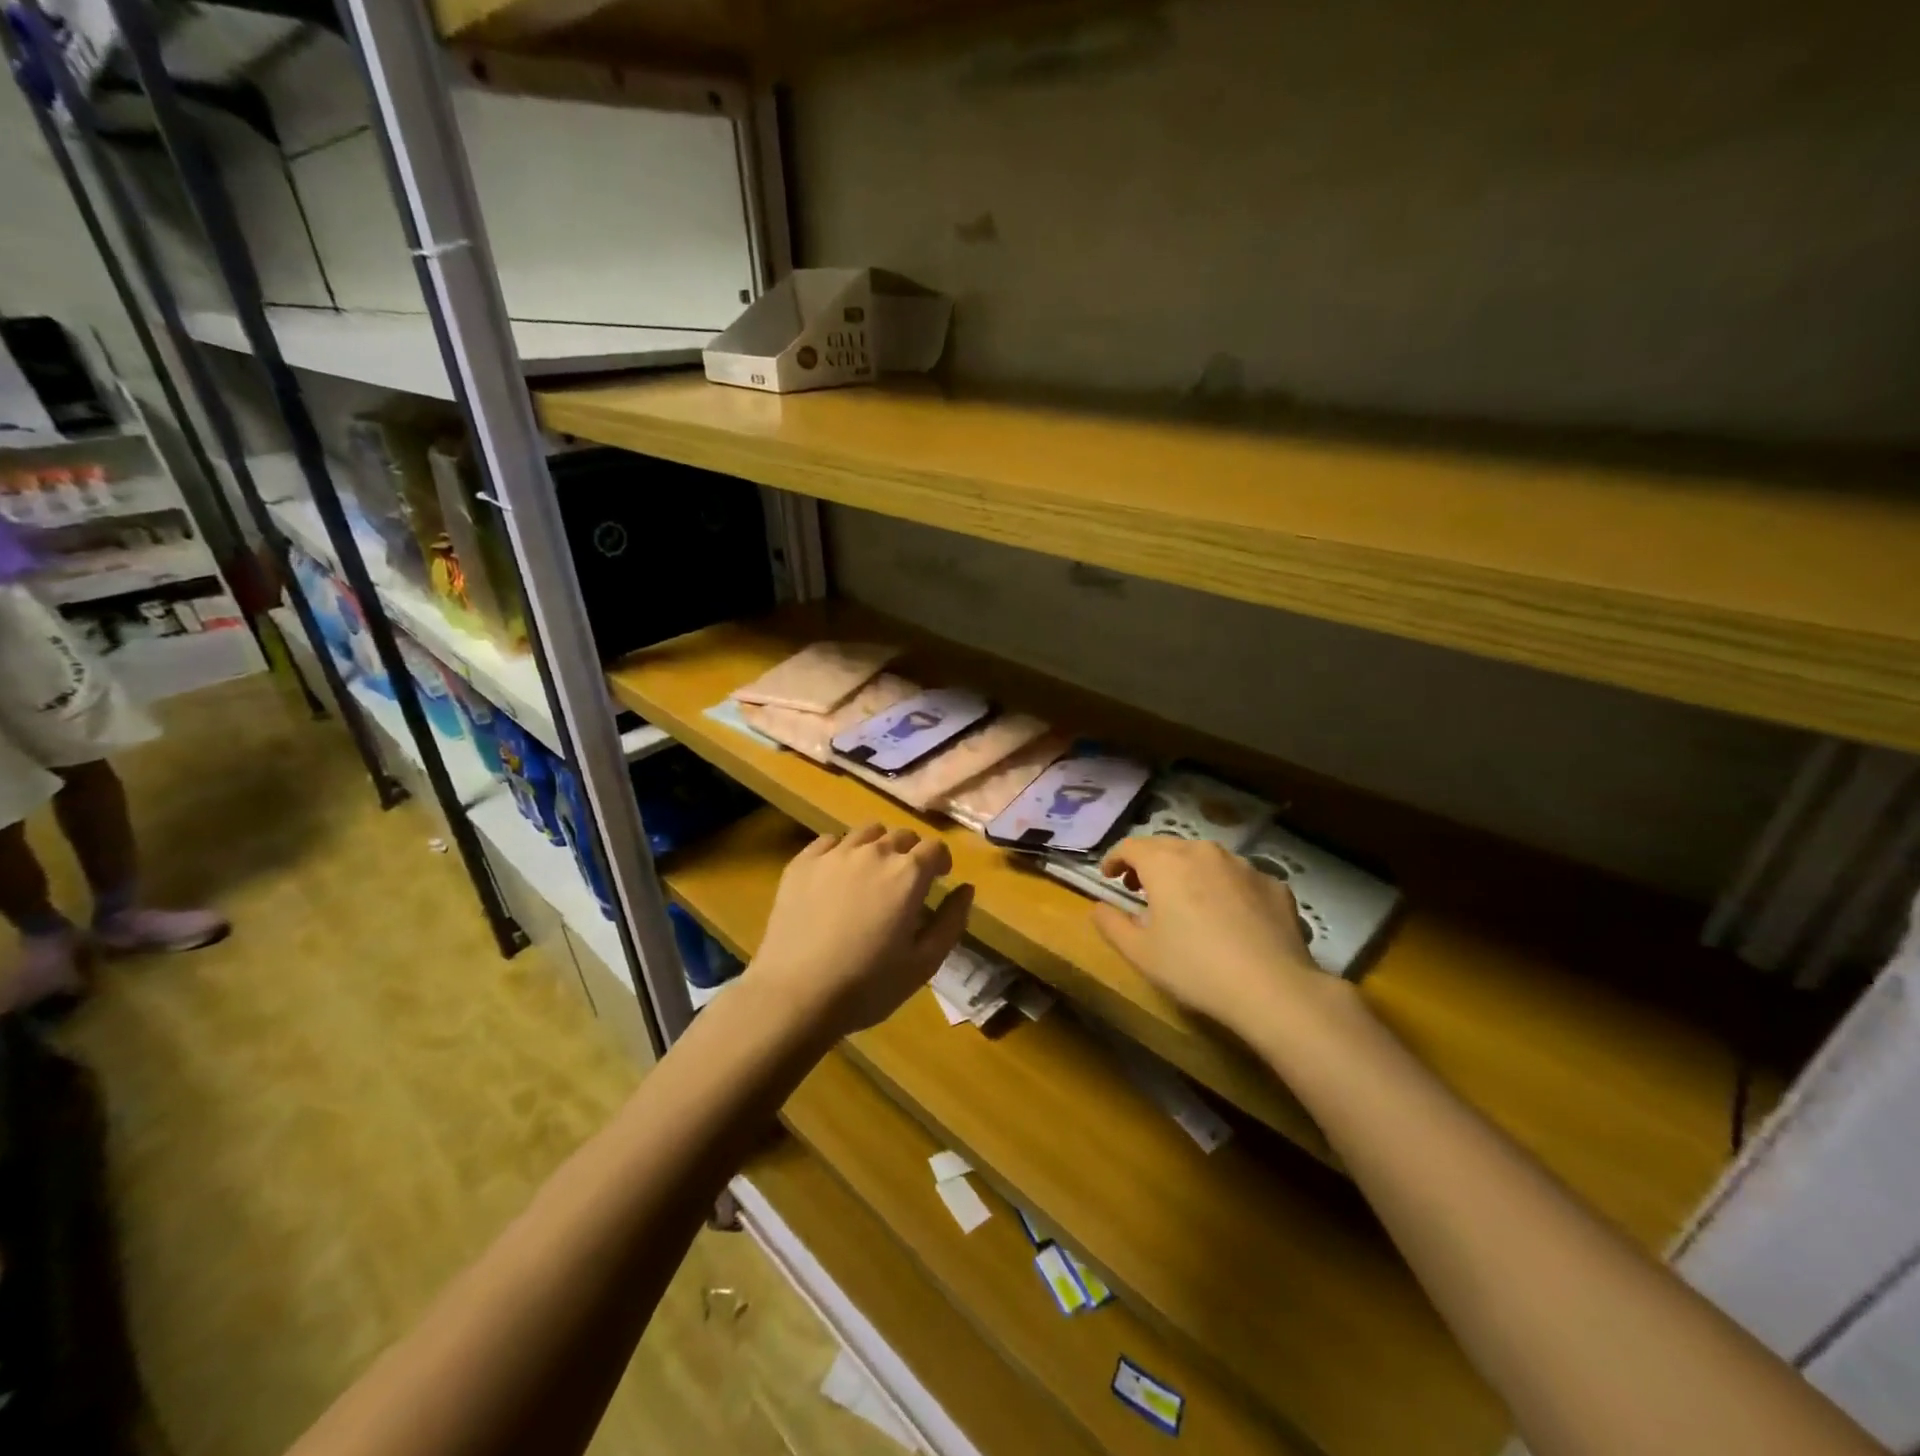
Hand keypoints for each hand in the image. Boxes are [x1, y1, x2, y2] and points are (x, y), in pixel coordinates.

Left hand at [747, 823, 973, 1040]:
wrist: (796, 994)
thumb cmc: (868, 985)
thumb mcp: (924, 963)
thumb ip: (952, 921)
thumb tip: (966, 889)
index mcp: (908, 874)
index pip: (935, 848)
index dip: (941, 862)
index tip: (938, 880)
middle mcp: (874, 852)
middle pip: (902, 836)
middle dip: (911, 853)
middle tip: (905, 882)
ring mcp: (834, 854)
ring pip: (866, 833)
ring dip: (878, 847)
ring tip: (871, 874)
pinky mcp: (802, 863)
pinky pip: (828, 841)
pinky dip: (840, 851)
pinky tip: (836, 876)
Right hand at [1093, 838, 1335, 1038]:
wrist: (1274, 988)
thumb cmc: (1195, 968)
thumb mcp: (1140, 953)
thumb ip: (1111, 924)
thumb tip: (1099, 907)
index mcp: (1165, 863)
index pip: (1130, 846)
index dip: (1114, 859)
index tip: (1108, 877)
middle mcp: (1204, 852)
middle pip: (1167, 847)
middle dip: (1149, 864)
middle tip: (1140, 889)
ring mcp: (1243, 865)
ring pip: (1205, 859)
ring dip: (1188, 873)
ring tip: (1186, 903)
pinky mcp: (1274, 884)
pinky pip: (1239, 879)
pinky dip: (1225, 889)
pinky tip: (1229, 918)